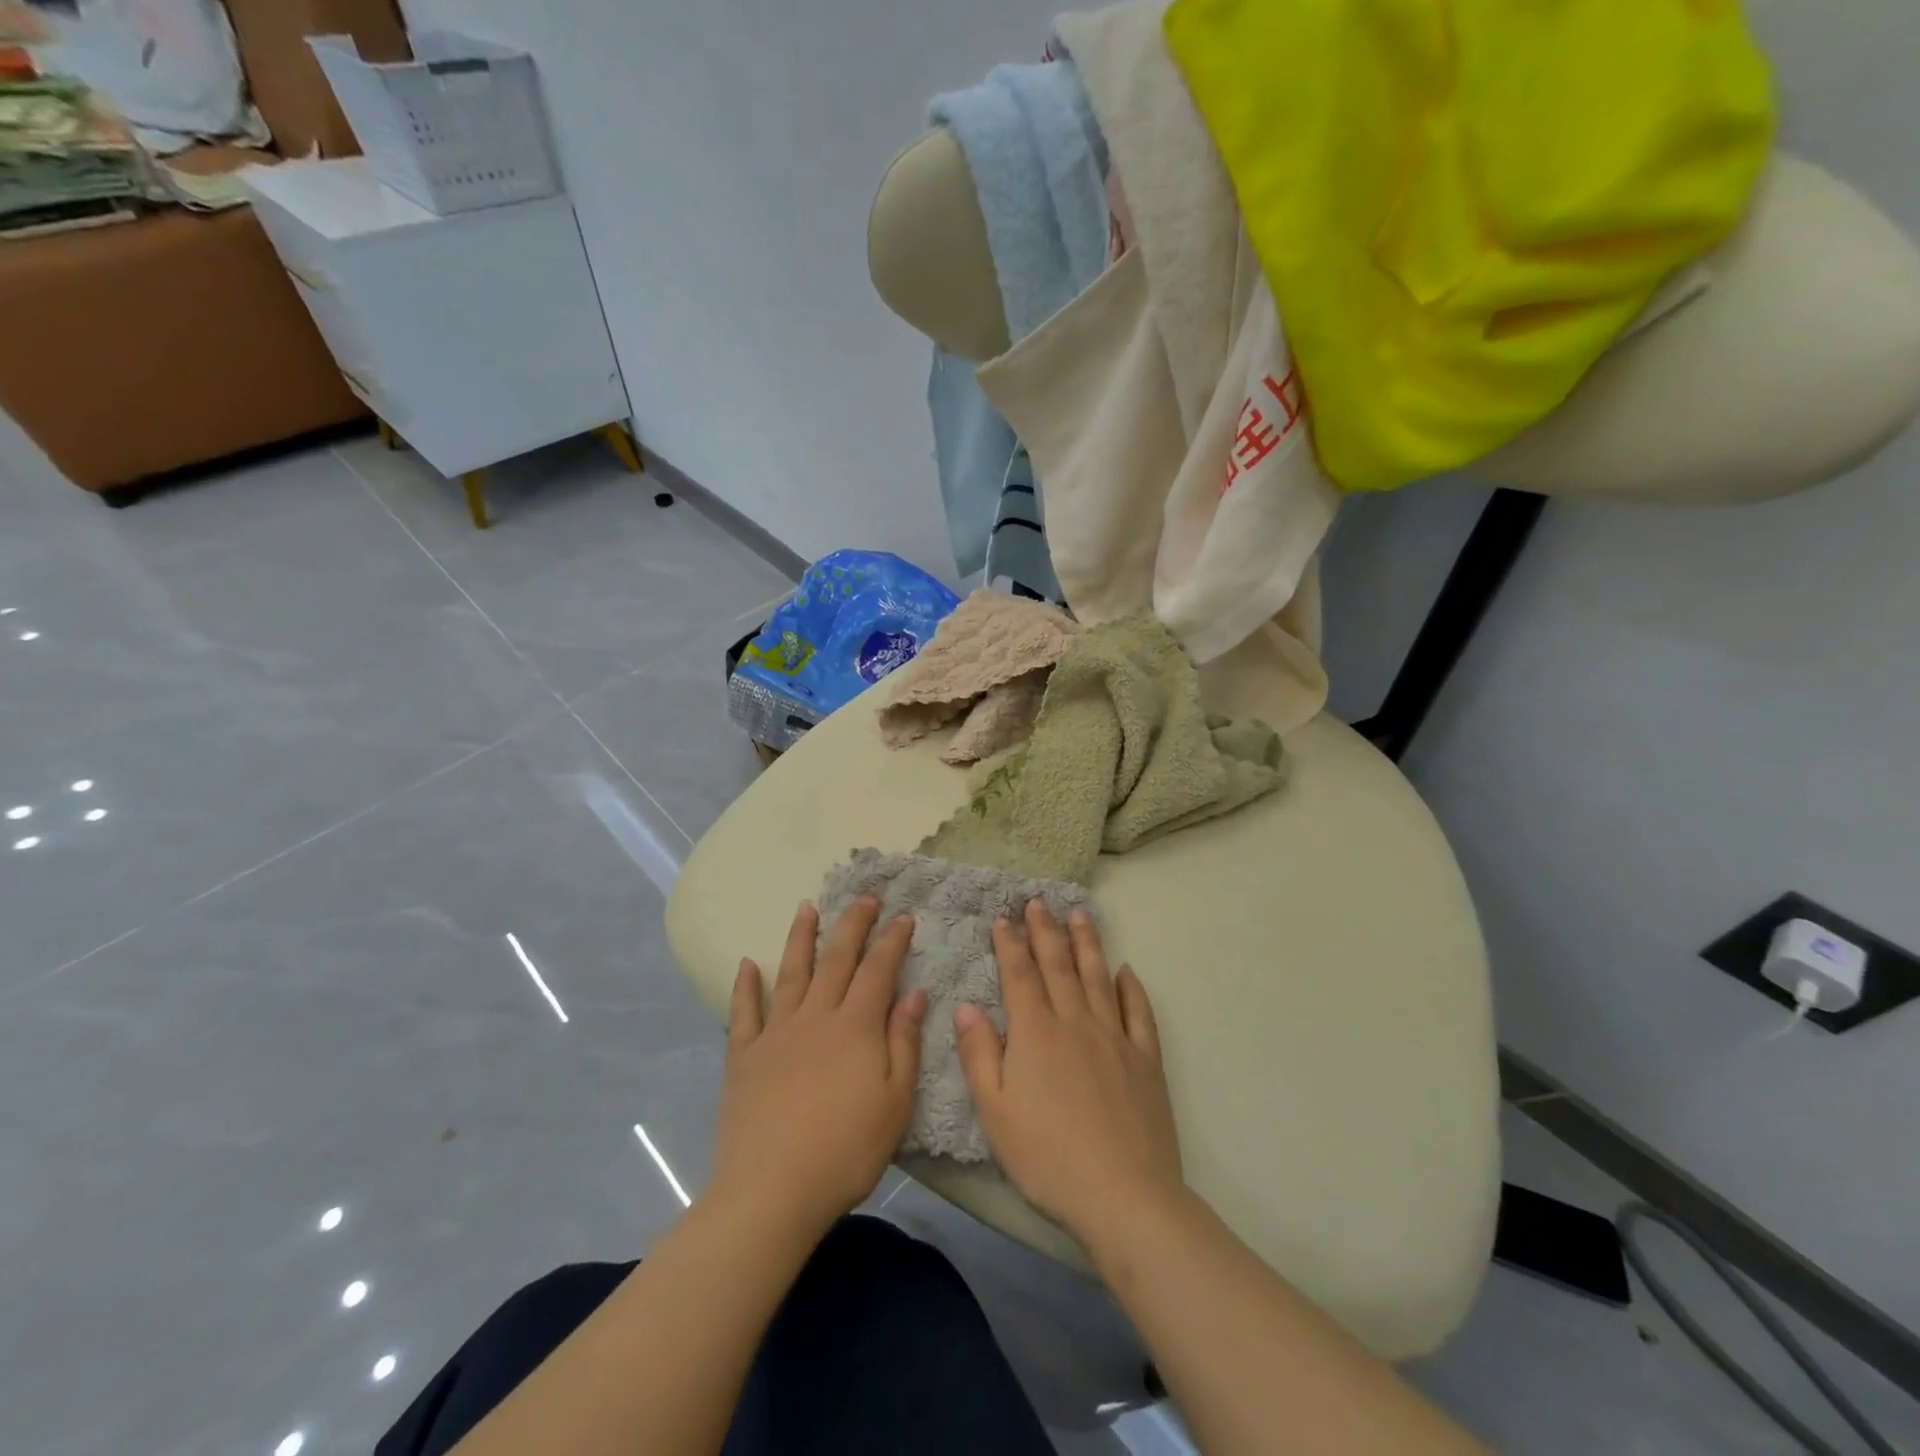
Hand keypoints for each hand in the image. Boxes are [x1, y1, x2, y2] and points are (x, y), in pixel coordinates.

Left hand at [711, 899, 926, 1237]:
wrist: (771, 1191)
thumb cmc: (845, 1150)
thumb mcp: (895, 1101)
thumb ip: (904, 1042)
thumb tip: (915, 993)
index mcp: (856, 1027)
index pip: (878, 970)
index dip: (892, 940)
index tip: (903, 916)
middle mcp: (815, 1016)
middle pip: (836, 959)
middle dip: (852, 924)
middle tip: (863, 897)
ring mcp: (775, 1033)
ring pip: (791, 973)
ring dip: (800, 938)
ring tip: (807, 908)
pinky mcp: (743, 1056)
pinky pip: (744, 1012)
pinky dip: (746, 986)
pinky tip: (747, 965)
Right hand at [955, 900, 1182, 1247]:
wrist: (1124, 1195)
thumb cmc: (1048, 1157)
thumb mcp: (995, 1112)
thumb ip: (979, 1055)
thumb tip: (966, 1006)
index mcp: (1036, 1033)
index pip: (1020, 976)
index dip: (1010, 944)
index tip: (1003, 918)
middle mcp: (1076, 1022)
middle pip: (1058, 966)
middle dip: (1046, 931)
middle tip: (1039, 902)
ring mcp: (1115, 1037)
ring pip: (1098, 977)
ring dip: (1087, 943)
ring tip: (1080, 914)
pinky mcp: (1145, 1058)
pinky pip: (1138, 1012)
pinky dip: (1131, 988)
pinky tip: (1126, 971)